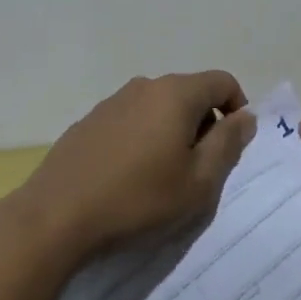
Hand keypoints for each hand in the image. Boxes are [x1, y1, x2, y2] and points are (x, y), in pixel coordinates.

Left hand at [22, 71, 253, 257]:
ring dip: (171, 130)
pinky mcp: (88, 121)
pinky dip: (142, 137)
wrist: (55, 218)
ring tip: (162, 174)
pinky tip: (128, 175)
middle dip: (204, 123)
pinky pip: (130, 120)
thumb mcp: (198, 182)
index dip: (237, 108)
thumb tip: (245, 117)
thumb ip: (228, 144)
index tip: (232, 145)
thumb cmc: (138, 199)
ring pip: (158, 106)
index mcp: (176, 93)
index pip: (222, 82)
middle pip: (190, 92)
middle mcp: (145, 86)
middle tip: (199, 167)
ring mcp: (112, 101)